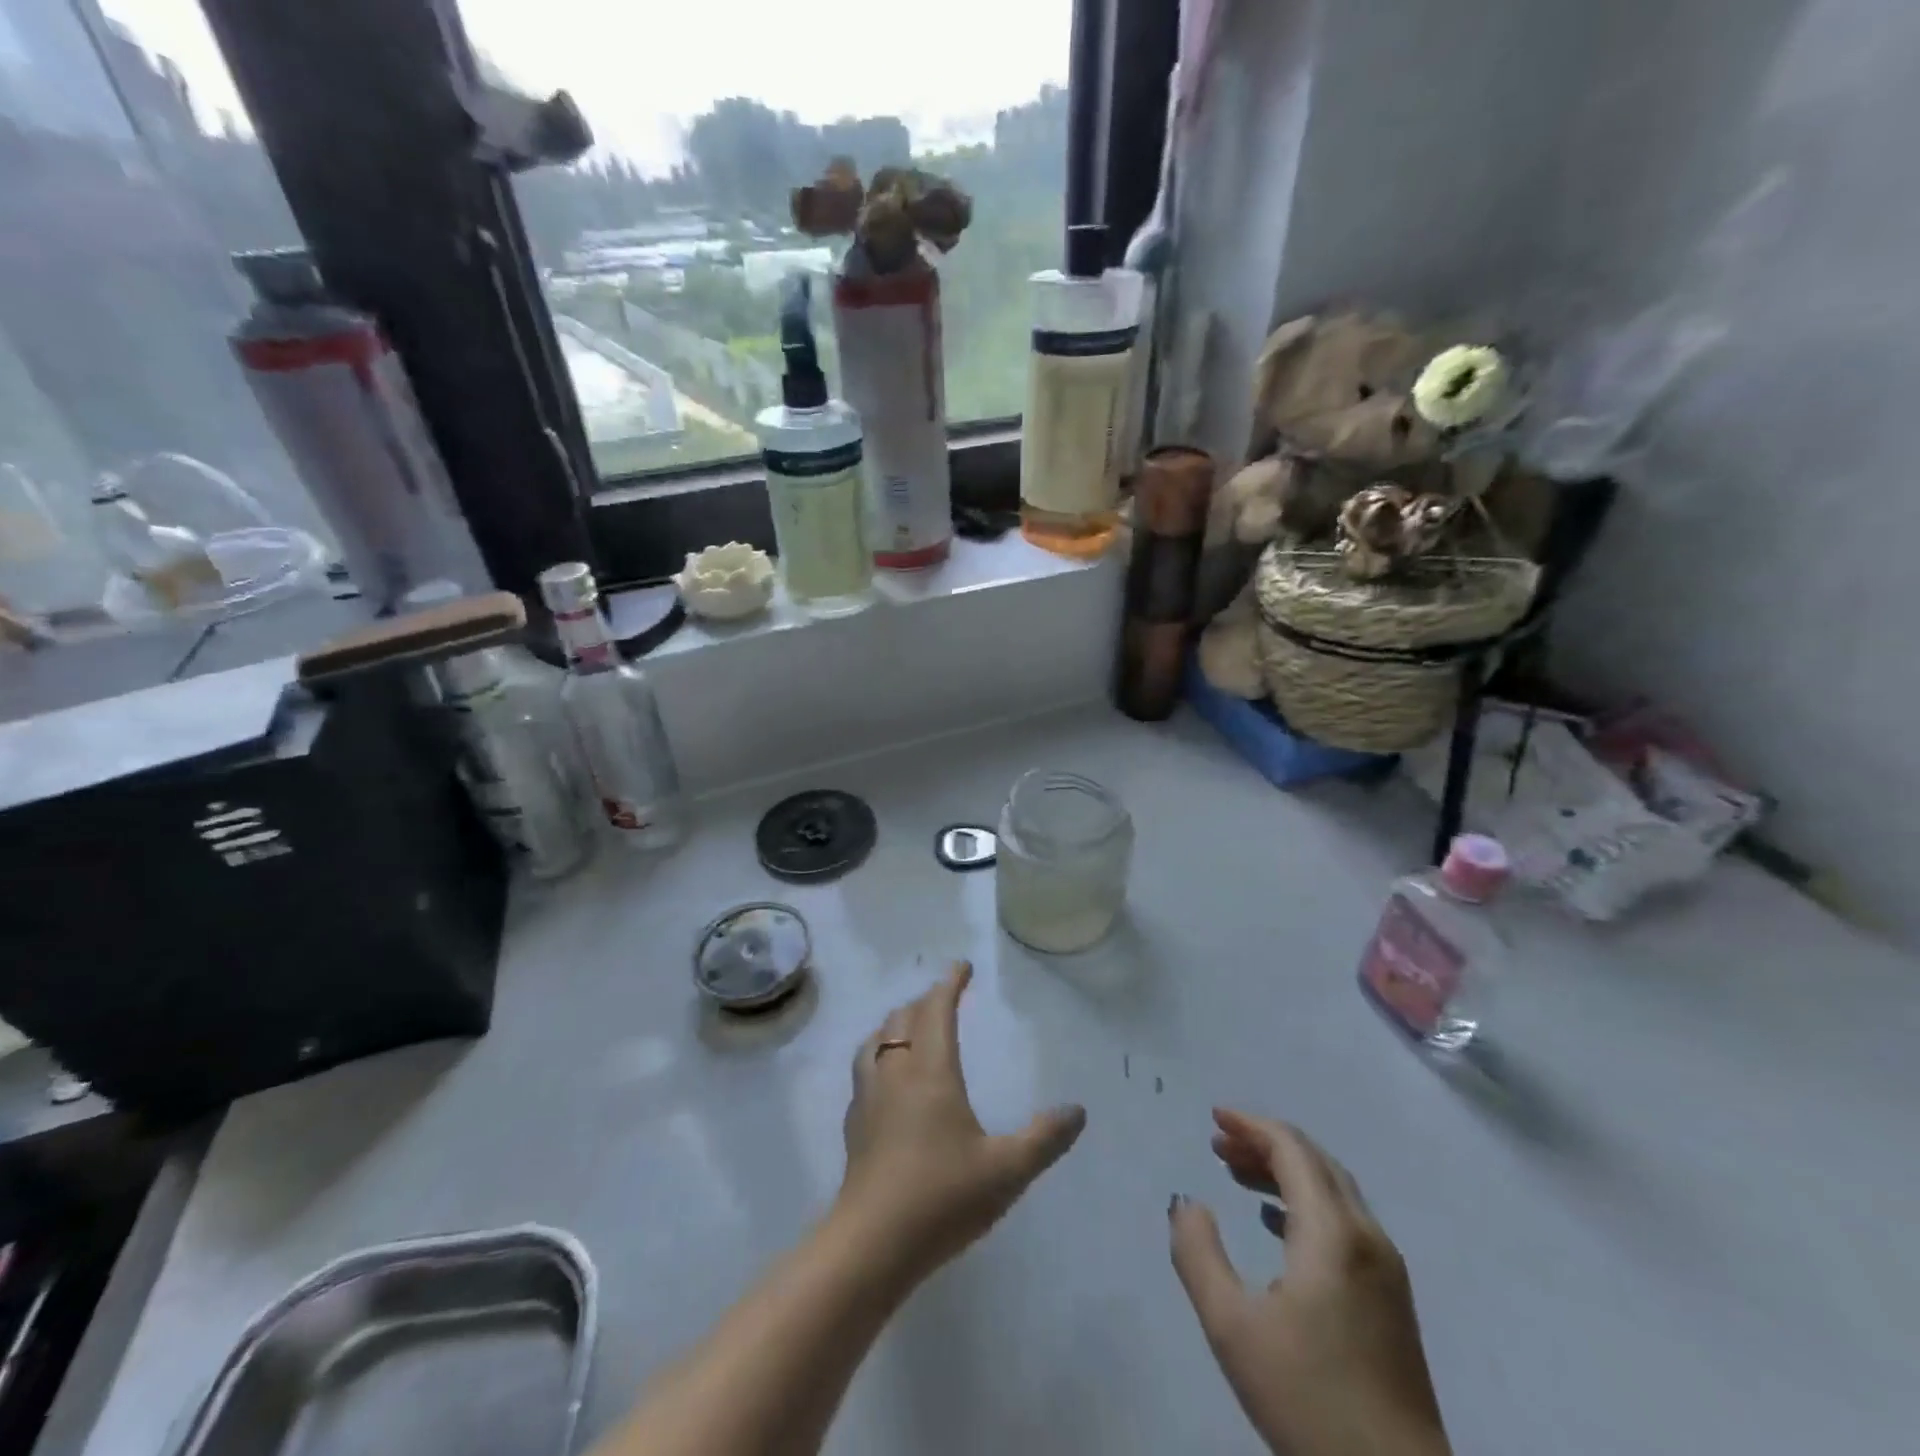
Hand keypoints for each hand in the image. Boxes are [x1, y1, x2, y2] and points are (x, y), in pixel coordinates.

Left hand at [837, 961, 1085, 1282]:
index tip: (962, 967)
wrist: (872, 1244)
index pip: (936, 1010)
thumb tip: (1077, 1110)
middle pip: (902, 1019)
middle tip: (943, 998)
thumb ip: (1044, 1139)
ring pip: (875, 1042)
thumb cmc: (942, 1197)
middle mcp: (895, 1073)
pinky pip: (864, 1070)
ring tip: (909, 1027)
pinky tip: (887, 1080)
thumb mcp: (1006, 1170)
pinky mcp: (854, 1125)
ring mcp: (869, 1098)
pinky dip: (878, 1056)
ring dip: (894, 1024)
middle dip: (923, 1001)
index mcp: (930, 1071)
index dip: (949, 984)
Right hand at [1169, 1110, 1449, 1455]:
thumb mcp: (1231, 1327)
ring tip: (1236, 1176)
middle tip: (1219, 1145)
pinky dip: (1306, 1203)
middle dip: (1265, 1144)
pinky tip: (1276, 1225)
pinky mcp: (1391, 1299)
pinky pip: (1345, 1222)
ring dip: (1285, 1173)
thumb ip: (1198, 1254)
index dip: (1251, 1126)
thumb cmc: (1308, 1400)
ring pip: (1333, 1191)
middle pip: (1315, 1162)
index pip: (1292, 1149)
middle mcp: (1367, 1237)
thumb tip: (1187, 1203)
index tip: (1213, 1118)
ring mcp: (1386, 1269)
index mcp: (1333, 1233)